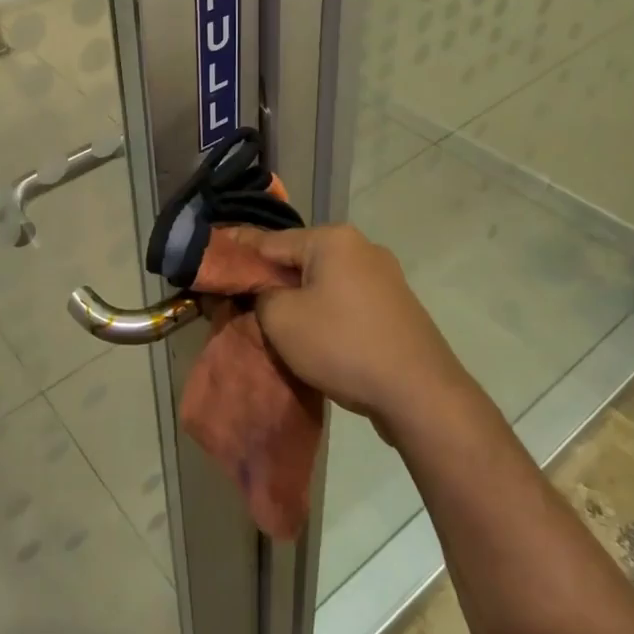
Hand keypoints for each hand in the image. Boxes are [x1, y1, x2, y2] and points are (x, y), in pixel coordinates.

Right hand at [240, 224, 472, 435]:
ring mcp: (383, 277)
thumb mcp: (282, 319)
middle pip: (298, 260)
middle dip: (270, 281)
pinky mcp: (395, 307)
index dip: (238, 255)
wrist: (420, 395)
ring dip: (298, 300)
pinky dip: (325, 314)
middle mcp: (360, 247)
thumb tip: (260, 291)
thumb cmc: (343, 346)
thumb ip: (259, 295)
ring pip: (323, 282)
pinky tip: (313, 337)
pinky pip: (345, 302)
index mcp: (332, 239)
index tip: (213, 266)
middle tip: (240, 304)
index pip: (269, 241)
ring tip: (273, 324)